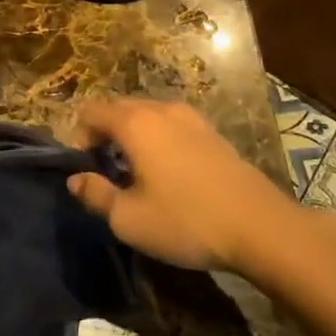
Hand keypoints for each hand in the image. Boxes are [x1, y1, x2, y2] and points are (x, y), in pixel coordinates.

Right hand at [68, 99, 295, 272]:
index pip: (91, 111)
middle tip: (108, 172)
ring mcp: (191, 118)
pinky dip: (159, 139)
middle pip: (119, 108)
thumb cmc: (186, 221)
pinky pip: (171, 125)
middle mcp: (160, 109)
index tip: (87, 169)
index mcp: (134, 123)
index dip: (79, 137)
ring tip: (138, 173)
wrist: (260, 226)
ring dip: (133, 136)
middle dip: (105, 134)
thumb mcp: (129, 219)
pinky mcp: (212, 132)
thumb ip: (95, 195)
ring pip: (147, 115)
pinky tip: (170, 174)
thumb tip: (75, 179)